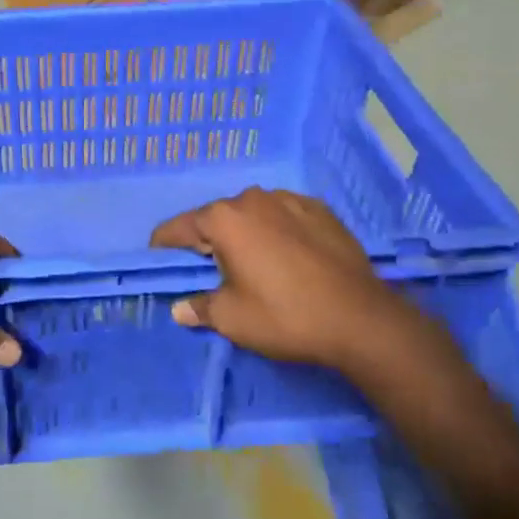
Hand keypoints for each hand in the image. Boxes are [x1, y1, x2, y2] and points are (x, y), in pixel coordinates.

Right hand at [150, 188, 441, 382]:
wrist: (360, 319)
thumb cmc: (284, 316)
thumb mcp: (232, 318)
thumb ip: (200, 307)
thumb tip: (180, 309)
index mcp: (224, 220)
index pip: (178, 227)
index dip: (164, 246)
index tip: (158, 259)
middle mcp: (253, 199)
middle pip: (216, 218)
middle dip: (207, 241)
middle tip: (209, 270)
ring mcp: (291, 201)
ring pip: (253, 214)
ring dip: (245, 234)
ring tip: (252, 263)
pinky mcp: (322, 211)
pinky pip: (284, 217)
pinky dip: (276, 231)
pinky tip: (286, 256)